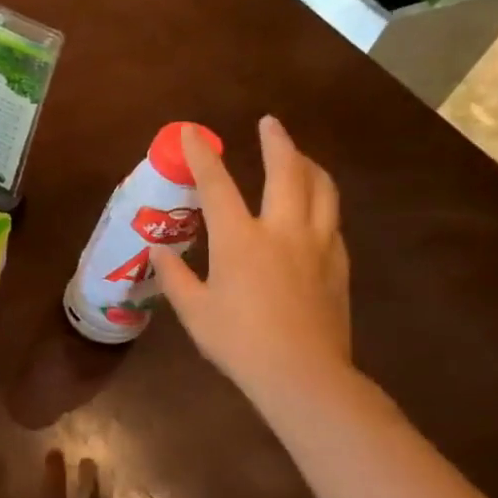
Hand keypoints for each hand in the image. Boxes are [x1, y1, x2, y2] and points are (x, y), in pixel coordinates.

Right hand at [153, 115, 353, 409]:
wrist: (302, 374)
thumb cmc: (237, 341)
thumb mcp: (194, 310)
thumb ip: (175, 276)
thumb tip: (160, 252)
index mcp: (239, 239)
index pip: (217, 186)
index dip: (202, 156)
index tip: (191, 132)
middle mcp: (282, 230)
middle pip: (287, 171)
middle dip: (277, 142)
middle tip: (269, 124)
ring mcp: (317, 245)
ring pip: (321, 189)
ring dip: (308, 165)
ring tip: (298, 156)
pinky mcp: (338, 264)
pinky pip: (331, 219)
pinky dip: (320, 201)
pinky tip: (312, 209)